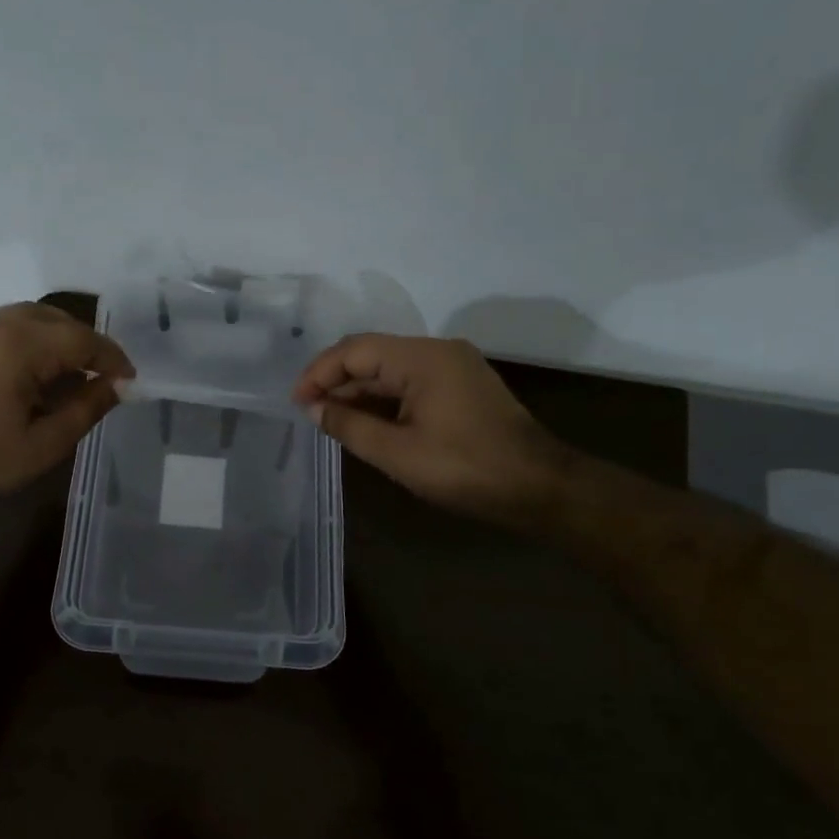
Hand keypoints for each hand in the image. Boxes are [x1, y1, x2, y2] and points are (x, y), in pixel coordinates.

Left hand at [0, 303, 134, 519]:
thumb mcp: (45, 444)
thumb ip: (87, 408)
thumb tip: (118, 386)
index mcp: (20, 345)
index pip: (82, 339)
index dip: (112, 359)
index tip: (130, 380)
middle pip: (60, 320)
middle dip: (88, 346)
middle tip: (107, 377)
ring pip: (34, 317)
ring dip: (61, 338)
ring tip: (76, 373)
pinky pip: (10, 325)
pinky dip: (34, 338)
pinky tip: (39, 371)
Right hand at [291, 335, 570, 525]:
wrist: (541, 488)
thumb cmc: (465, 469)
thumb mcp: (397, 453)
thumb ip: (349, 426)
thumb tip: (313, 409)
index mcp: (422, 358)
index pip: (355, 350)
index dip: (319, 373)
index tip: (297, 402)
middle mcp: (437, 351)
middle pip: (372, 354)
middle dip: (336, 381)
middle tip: (309, 412)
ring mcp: (453, 367)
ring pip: (390, 369)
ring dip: (359, 392)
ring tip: (330, 420)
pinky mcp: (461, 386)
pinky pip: (410, 382)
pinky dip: (383, 399)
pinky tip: (366, 421)